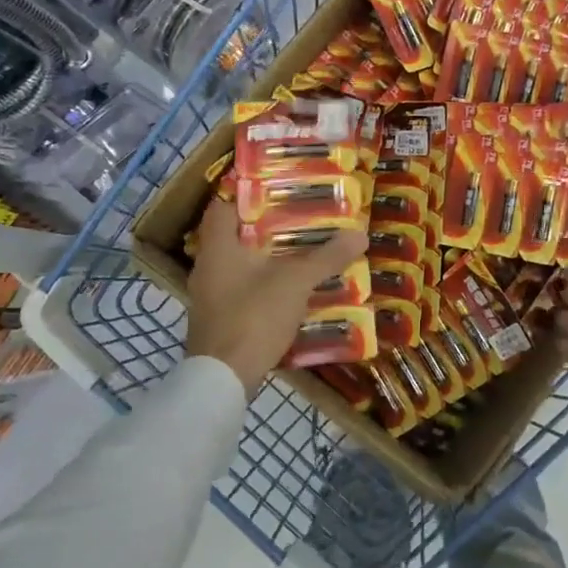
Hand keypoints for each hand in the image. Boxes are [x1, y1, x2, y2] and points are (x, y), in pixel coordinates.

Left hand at [184, 201, 366, 392]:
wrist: (223, 379)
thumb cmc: (253, 316)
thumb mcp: (296, 281)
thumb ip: (326, 257)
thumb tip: (360, 233)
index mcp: (217, 247)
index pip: (222, 206)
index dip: (245, 194)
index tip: (275, 188)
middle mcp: (207, 268)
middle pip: (234, 237)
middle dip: (265, 228)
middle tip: (299, 219)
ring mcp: (209, 298)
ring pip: (239, 267)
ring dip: (266, 260)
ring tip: (301, 253)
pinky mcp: (218, 322)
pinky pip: (241, 293)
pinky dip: (263, 287)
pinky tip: (290, 293)